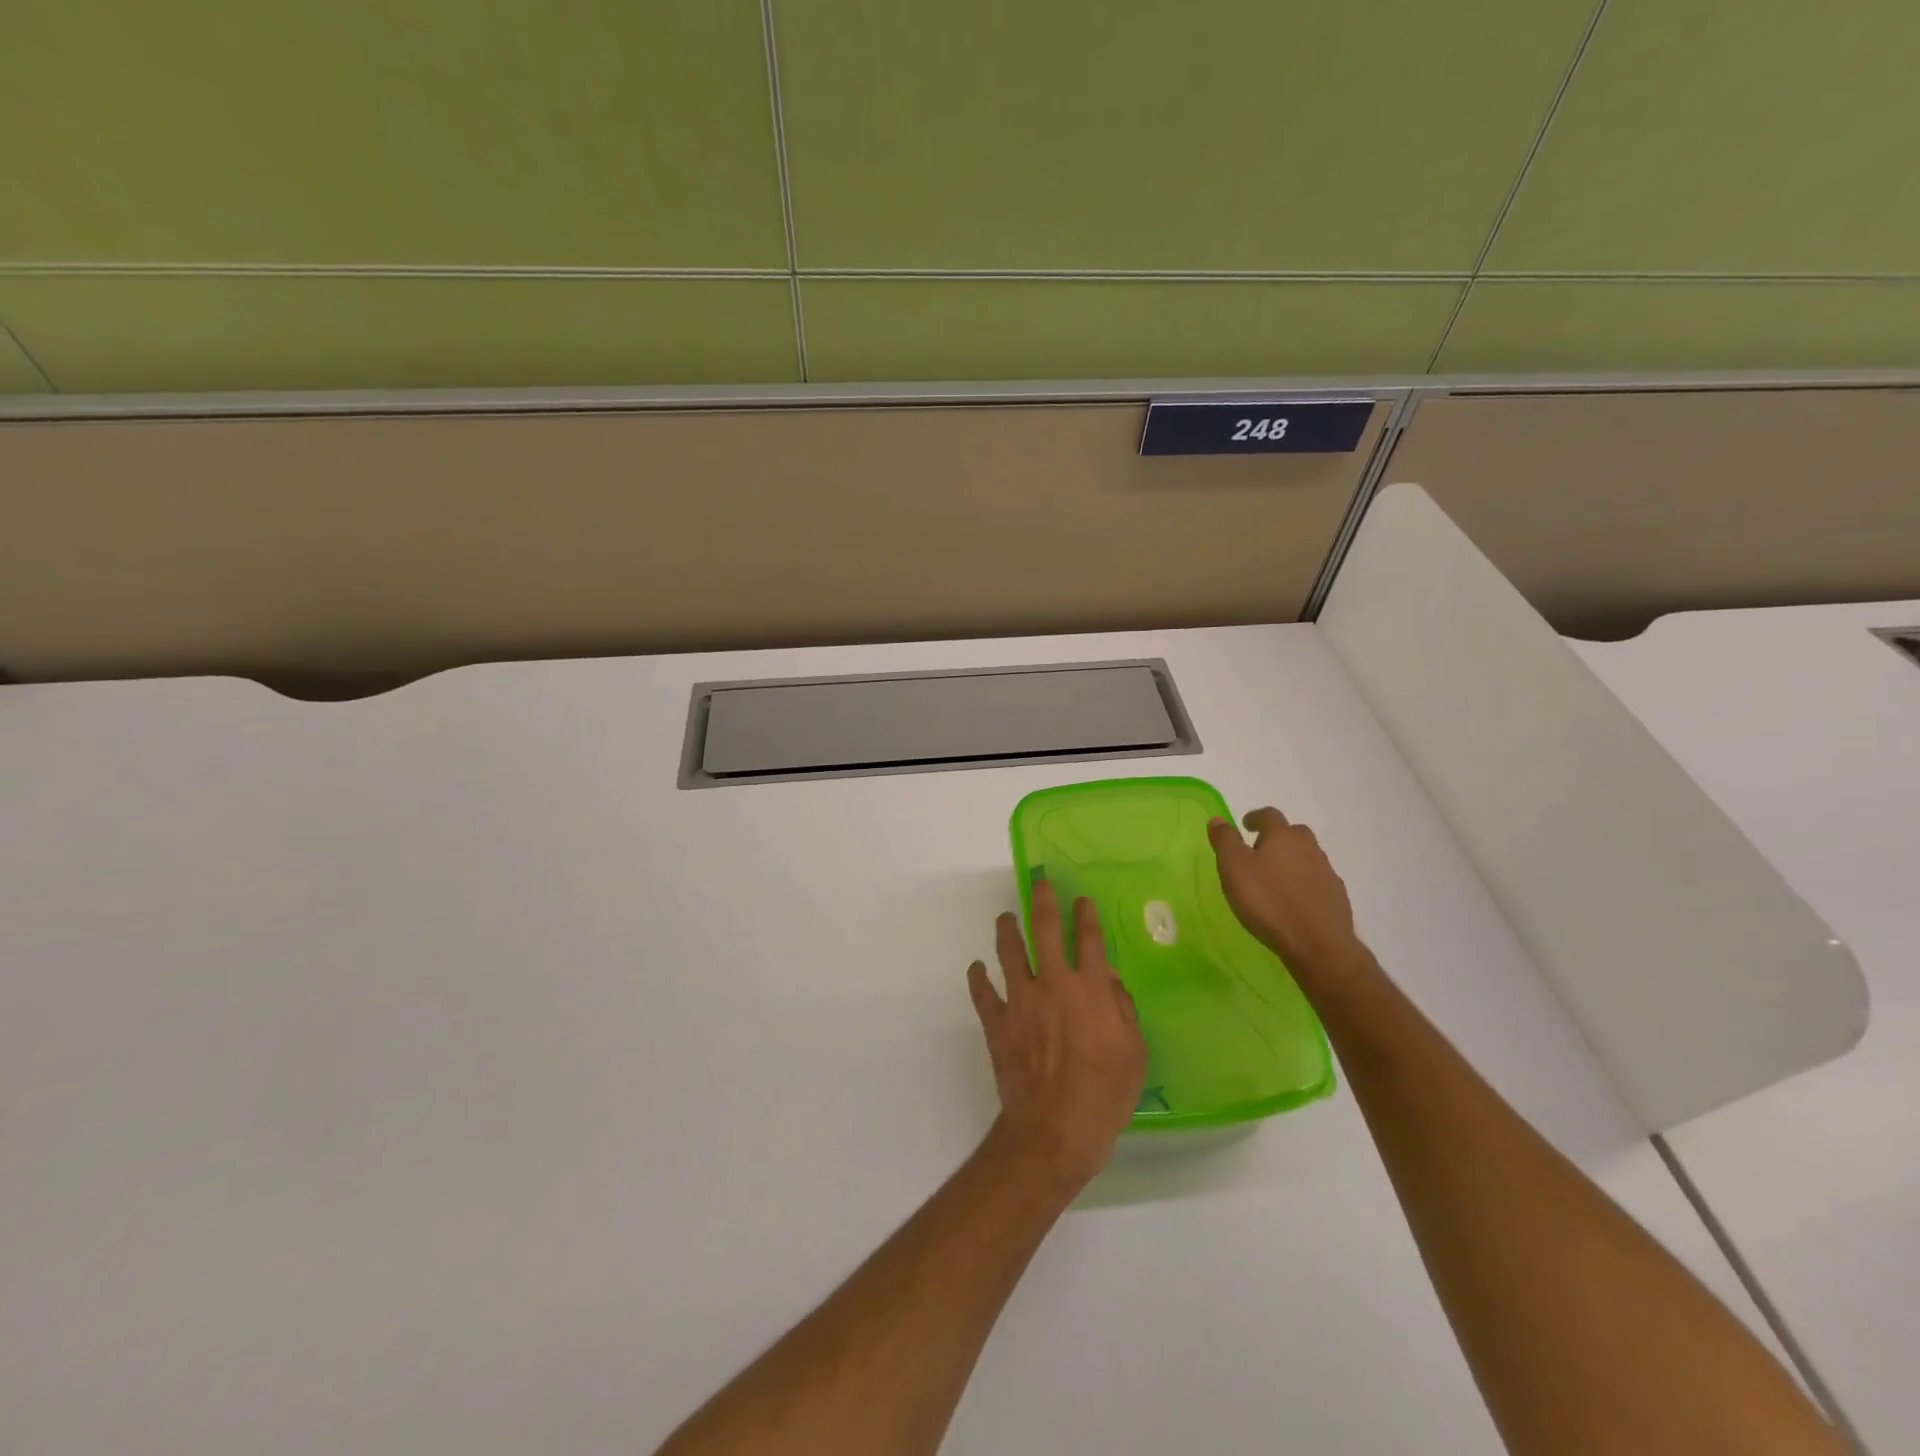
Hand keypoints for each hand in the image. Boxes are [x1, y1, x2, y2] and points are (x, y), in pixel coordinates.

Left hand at [967, 881, 1147, 1191]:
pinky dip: (978, 978)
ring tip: (1005, 917)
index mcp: (1089, 989)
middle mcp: (1053, 983)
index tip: (1081, 900)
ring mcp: (1020, 1000)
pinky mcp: (997, 1021)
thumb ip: (1122, 1009)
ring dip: (1006, 930)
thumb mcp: (1134, 1052)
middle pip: (1045, 930)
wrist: (1055, 1128)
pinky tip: (977, 968)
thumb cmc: (1104, 1093)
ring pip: (1009, 952)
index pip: (1089, 938)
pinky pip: (982, 993)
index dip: (1085, 915)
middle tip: (1039, 883)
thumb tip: (1108, 979)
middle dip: (1043, 901)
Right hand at [1208, 808, 1371, 989]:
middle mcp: (1309, 848)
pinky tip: (1293, 901)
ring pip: (1306, 857)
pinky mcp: (1336, 897)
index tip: (1245, 825)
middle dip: (1276, 838)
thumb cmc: (1268, 901)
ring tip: (1274, 879)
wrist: (1317, 944)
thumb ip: (1225, 841)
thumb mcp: (1234, 868)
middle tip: (1259, 852)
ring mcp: (1326, 872)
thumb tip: (1218, 819)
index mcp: (1283, 836)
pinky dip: (1303, 884)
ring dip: (1291, 861)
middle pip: (1293, 833)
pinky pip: (1316, 881)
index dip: (1255, 817)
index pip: (1269, 815)